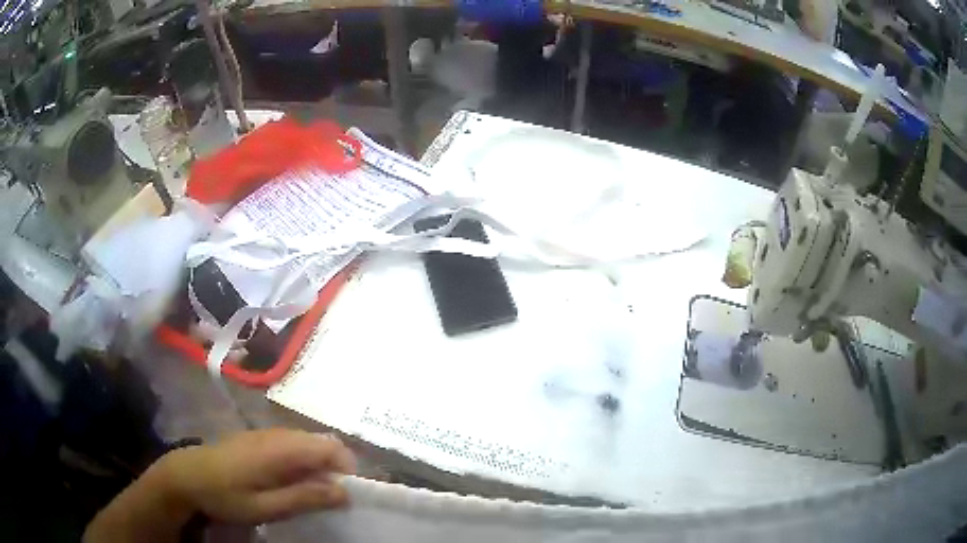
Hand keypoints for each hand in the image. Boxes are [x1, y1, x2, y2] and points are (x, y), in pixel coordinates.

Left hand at [161, 429, 356, 523]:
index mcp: (281, 449)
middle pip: (322, 442)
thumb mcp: (265, 506)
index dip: (347, 469)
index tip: (348, 495)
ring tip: (313, 493)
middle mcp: (278, 434)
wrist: (189, 475)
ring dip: (320, 465)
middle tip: (331, 499)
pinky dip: (304, 461)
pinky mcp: (260, 438)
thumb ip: (304, 497)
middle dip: (336, 468)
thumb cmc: (226, 494)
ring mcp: (268, 433)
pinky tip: (292, 481)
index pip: (330, 447)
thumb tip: (344, 492)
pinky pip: (294, 443)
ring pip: (309, 441)